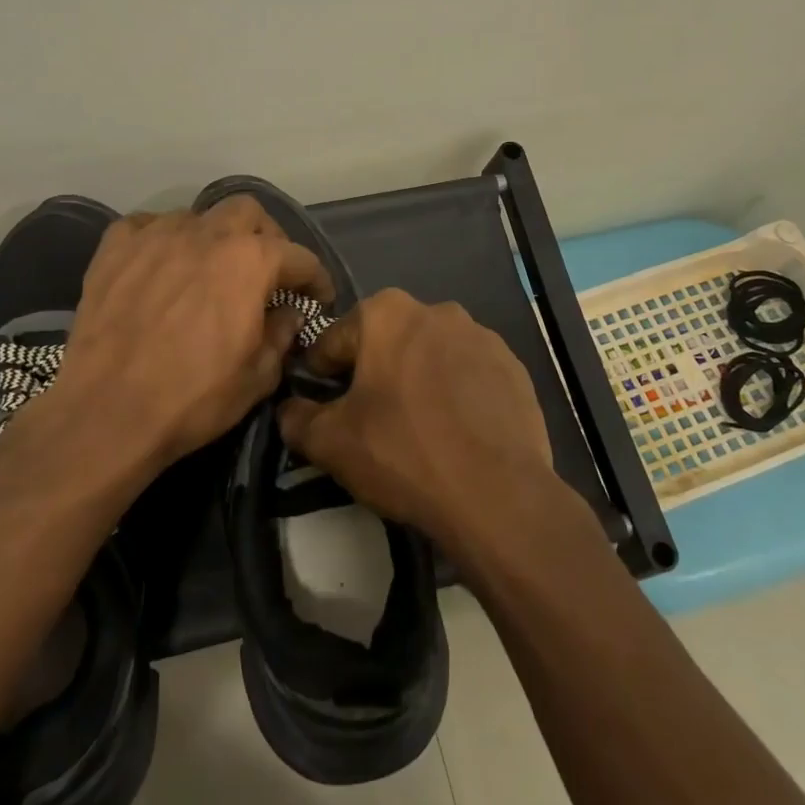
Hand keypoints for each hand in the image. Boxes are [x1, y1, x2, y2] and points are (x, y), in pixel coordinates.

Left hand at [49, 195, 332, 471]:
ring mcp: (156, 235)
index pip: (299, 256)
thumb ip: (282, 335)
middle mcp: (206, 234)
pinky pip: (146, 226)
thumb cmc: (193, 397)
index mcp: (250, 261)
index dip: (315, 278)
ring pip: (197, 216)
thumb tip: (288, 314)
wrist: (107, 412)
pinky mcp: (115, 248)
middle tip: (264, 271)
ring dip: (212, 237)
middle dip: (265, 237)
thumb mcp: (258, 377)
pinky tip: (160, 265)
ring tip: (208, 269)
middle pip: (248, 211)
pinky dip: (161, 240)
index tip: (318, 297)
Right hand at [277, 290, 556, 548]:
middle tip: (370, 420)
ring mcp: (482, 337)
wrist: (496, 494)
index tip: (322, 407)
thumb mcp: (330, 443)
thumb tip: (290, 409)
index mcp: (386, 313)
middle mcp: (436, 310)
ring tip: (418, 429)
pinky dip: (457, 394)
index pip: (334, 341)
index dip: (321, 376)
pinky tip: (456, 433)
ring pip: (430, 356)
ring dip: (418, 381)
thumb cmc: (402, 454)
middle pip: (386, 343)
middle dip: (373, 374)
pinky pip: (469, 375)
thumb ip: (296, 418)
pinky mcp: (514, 367)